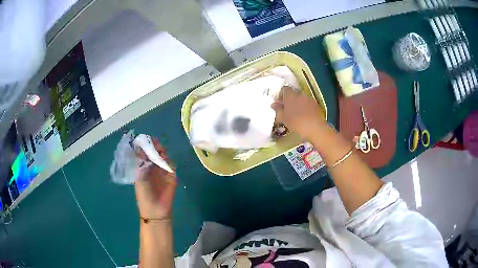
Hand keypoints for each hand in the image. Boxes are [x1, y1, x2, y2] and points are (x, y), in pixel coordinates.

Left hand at [134, 138, 176, 219]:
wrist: (155, 210)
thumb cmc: (143, 194)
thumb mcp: (139, 177)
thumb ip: (141, 163)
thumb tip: (140, 149)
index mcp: (143, 168)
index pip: (145, 153)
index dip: (145, 146)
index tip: (145, 139)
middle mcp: (153, 168)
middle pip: (155, 154)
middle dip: (155, 147)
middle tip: (155, 143)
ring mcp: (163, 172)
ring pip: (164, 158)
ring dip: (162, 153)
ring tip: (160, 151)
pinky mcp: (172, 177)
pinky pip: (172, 167)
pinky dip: (169, 163)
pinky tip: (166, 162)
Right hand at [271, 86, 326, 139]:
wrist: (314, 128)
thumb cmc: (296, 122)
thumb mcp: (283, 118)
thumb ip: (278, 110)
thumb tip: (274, 104)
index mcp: (290, 96)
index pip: (284, 89)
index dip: (281, 95)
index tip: (279, 103)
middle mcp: (300, 94)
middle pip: (293, 94)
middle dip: (289, 100)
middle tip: (286, 110)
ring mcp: (309, 99)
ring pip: (301, 99)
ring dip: (297, 104)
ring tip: (295, 114)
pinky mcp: (316, 105)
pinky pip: (307, 104)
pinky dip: (304, 108)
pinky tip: (303, 117)